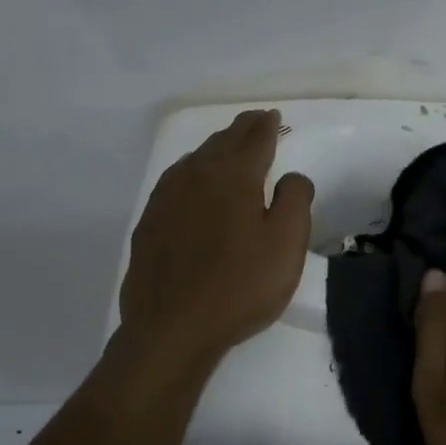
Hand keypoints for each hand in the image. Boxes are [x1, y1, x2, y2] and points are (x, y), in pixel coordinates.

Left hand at [117, 109, 313, 369]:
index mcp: (234, 175)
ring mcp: (167, 197)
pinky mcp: (150, 221)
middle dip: (242, 129)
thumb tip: (291, 176)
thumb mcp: (287, 244)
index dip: (267, 127)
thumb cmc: (240, 286)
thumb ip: (295, 200)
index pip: (255, 139)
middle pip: (223, 142)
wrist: (172, 327)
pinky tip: (192, 182)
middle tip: (256, 122)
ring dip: (216, 148)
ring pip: (195, 159)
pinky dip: (192, 171)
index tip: (274, 117)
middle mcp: (197, 175)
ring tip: (228, 146)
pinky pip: (176, 181)